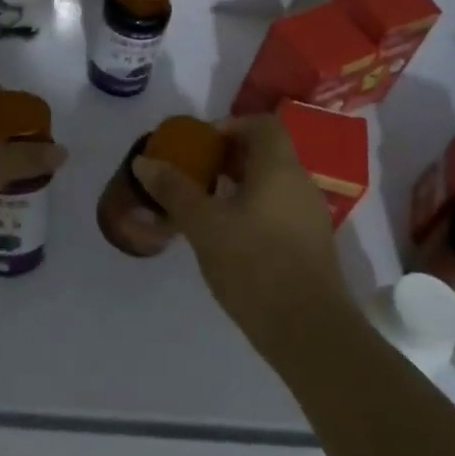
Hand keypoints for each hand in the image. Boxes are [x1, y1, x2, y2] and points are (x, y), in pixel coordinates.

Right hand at [133, 114, 351, 353]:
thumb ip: (174, 190)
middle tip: (194, 175)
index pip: (262, 125)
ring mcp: (310, 217)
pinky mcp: (310, 246)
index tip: (200, 146)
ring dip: (239, 187)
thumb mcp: (204, 225)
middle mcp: (301, 184)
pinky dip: (252, 211)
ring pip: (272, 185)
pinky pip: (278, 211)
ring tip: (205, 207)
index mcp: (280, 168)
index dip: (230, 126)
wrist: (308, 330)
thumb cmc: (254, 264)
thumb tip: (143, 160)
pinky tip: (228, 239)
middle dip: (228, 158)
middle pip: (266, 154)